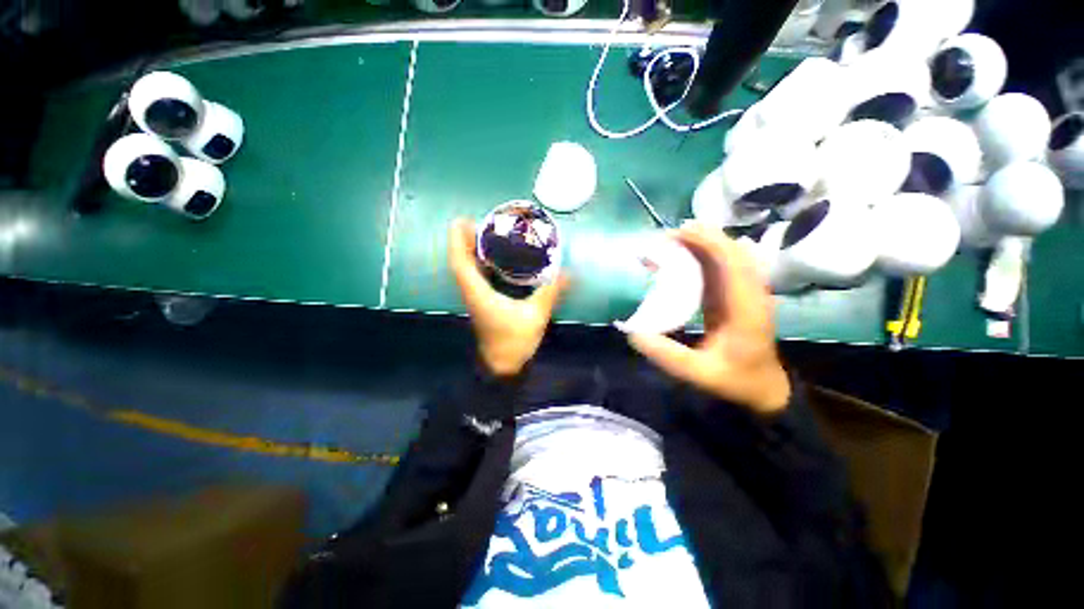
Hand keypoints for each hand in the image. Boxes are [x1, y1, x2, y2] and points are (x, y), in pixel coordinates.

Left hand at [448, 218, 568, 376]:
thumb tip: (569, 271)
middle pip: (461, 262)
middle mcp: (472, 293)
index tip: (460, 221)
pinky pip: (475, 277)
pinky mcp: (482, 304)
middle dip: (464, 240)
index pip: (461, 263)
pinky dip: (479, 263)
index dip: (457, 241)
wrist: (503, 368)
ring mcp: (475, 299)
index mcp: (478, 293)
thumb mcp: (535, 317)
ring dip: (470, 251)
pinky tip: (494, 257)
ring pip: (467, 269)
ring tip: (484, 233)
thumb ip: (550, 292)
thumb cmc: (514, 342)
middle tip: (477, 221)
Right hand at [625, 222, 790, 414]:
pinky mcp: (744, 292)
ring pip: (731, 252)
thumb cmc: (737, 380)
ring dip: (705, 242)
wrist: (765, 387)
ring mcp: (752, 289)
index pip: (732, 261)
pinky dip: (708, 254)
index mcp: (747, 307)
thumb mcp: (701, 374)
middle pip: (732, 249)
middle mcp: (753, 291)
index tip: (678, 233)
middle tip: (666, 238)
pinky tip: (687, 256)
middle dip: (701, 236)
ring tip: (672, 242)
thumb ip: (669, 356)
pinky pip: (728, 264)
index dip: (707, 241)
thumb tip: (634, 335)